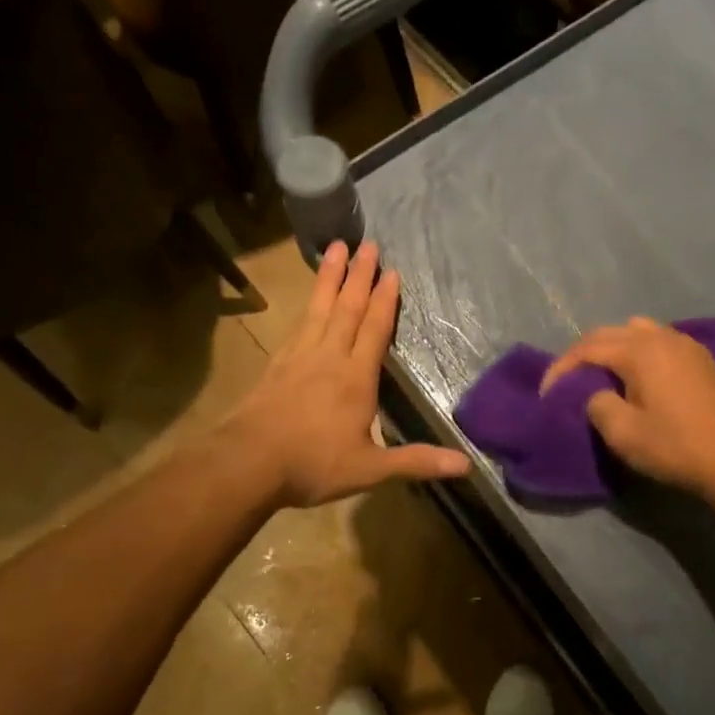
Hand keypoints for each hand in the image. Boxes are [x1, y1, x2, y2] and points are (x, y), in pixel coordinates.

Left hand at [222, 240, 469, 507]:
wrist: (247, 463)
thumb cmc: (313, 465)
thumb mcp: (370, 469)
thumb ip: (417, 461)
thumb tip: (467, 465)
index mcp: (356, 378)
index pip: (375, 330)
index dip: (385, 301)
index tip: (392, 272)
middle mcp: (329, 358)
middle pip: (348, 308)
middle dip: (360, 276)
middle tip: (368, 244)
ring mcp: (299, 357)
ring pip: (319, 308)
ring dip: (330, 277)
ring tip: (336, 247)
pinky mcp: (276, 364)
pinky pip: (298, 325)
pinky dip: (307, 305)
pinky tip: (309, 300)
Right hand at [541, 317, 714, 500]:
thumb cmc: (673, 447)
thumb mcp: (621, 433)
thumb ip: (597, 403)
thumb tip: (597, 393)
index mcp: (640, 350)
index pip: (587, 348)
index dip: (561, 369)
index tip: (547, 393)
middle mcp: (661, 336)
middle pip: (609, 333)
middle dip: (583, 354)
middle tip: (567, 381)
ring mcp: (685, 343)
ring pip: (636, 330)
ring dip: (612, 347)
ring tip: (601, 373)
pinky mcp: (700, 357)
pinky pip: (659, 339)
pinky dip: (638, 350)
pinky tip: (637, 374)